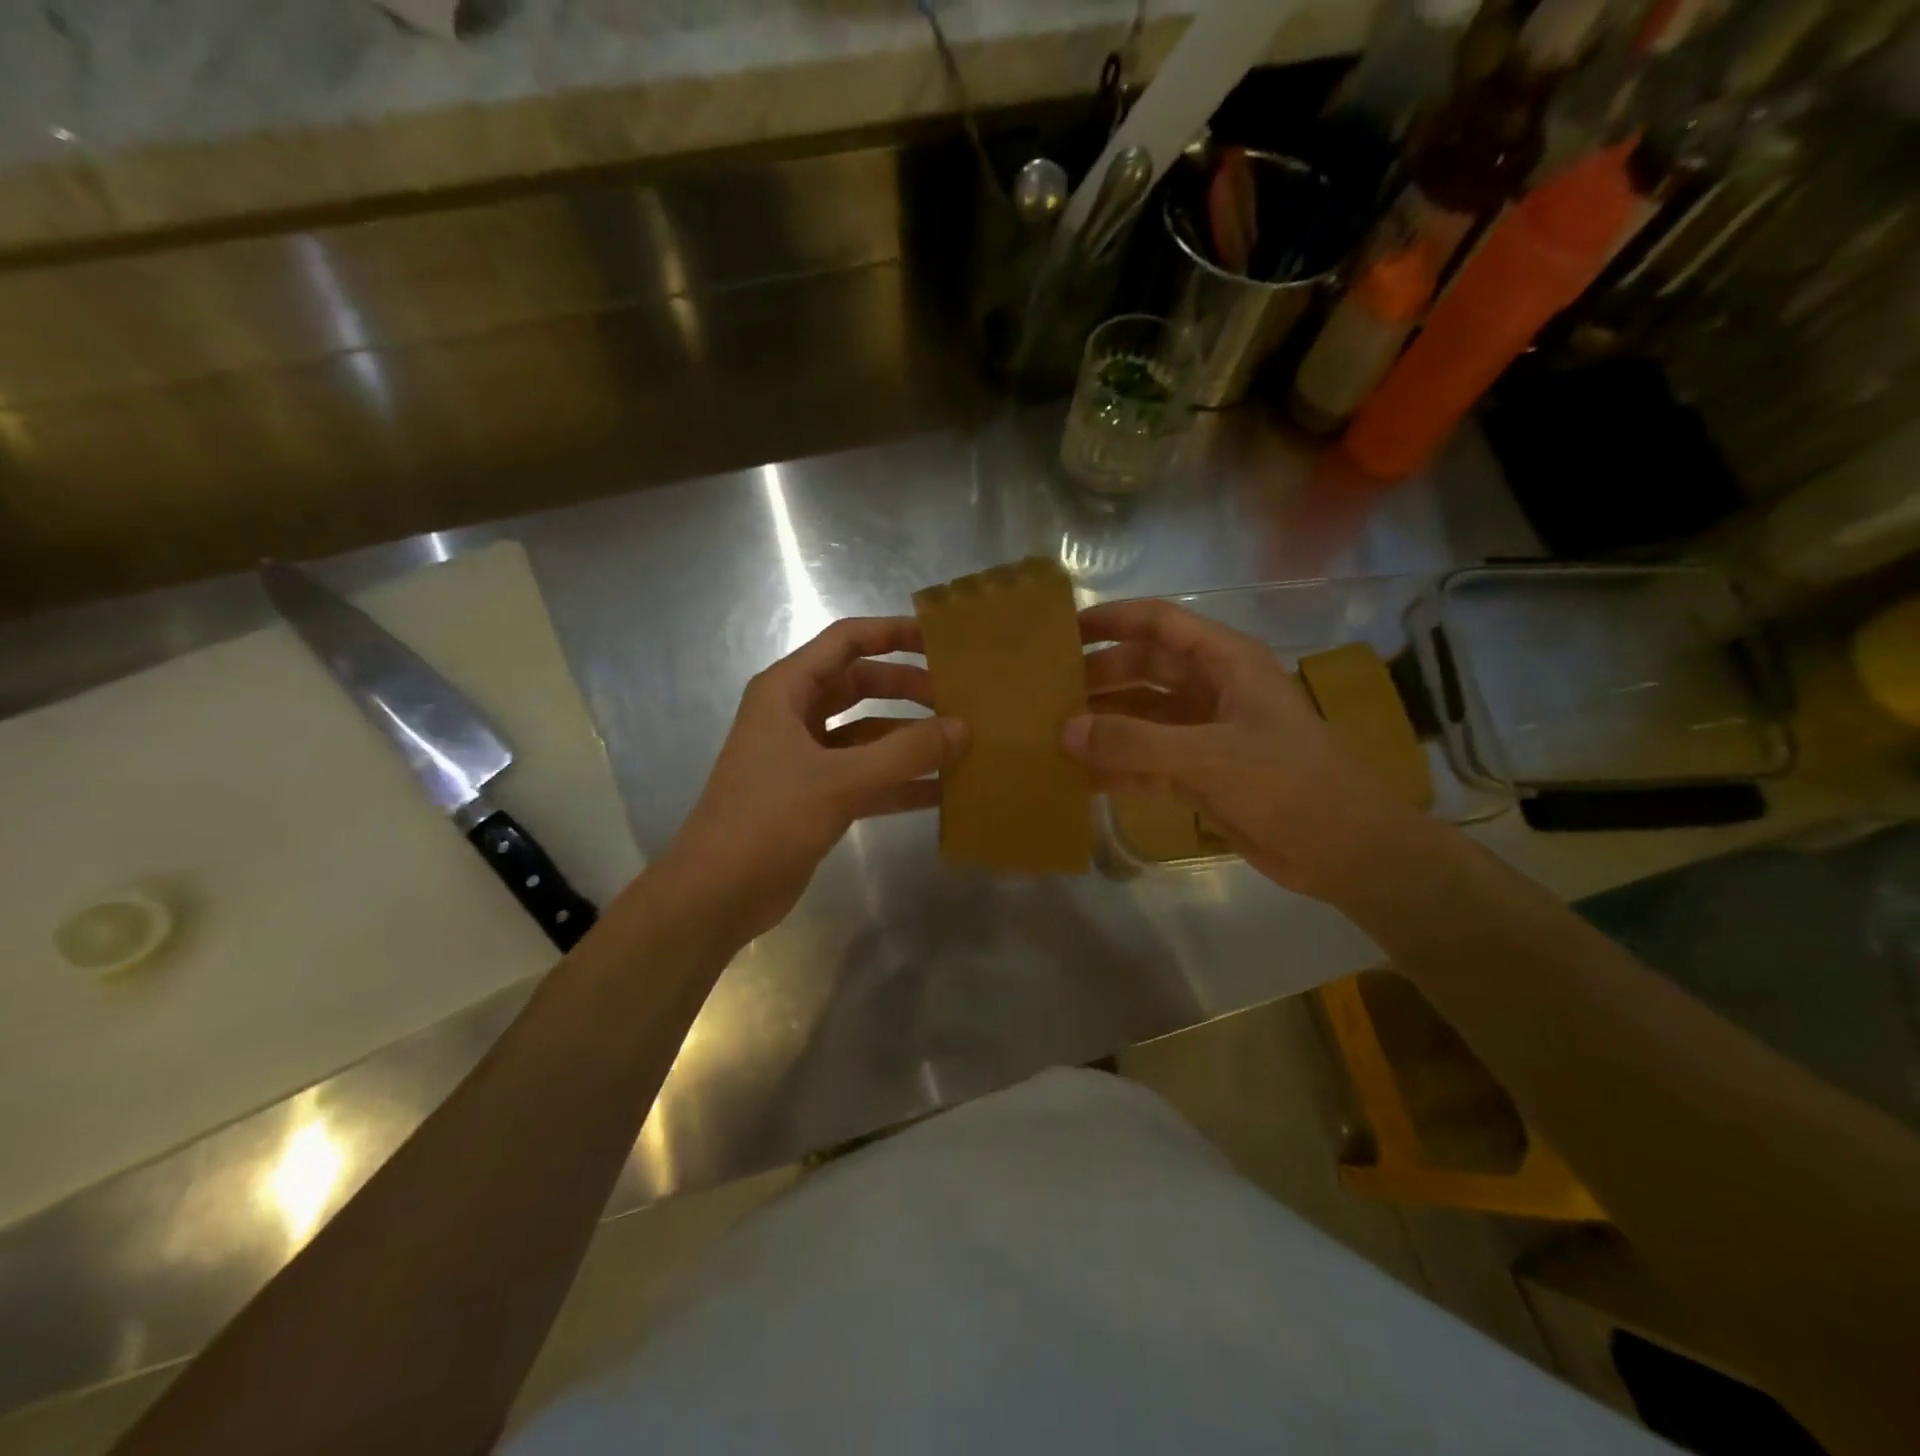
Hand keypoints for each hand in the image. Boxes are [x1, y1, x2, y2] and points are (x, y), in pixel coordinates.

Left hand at [659, 617, 965, 941]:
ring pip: (866, 733)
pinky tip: (941, 791)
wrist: (716, 894)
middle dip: (907, 688)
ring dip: (907, 737)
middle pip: (860, 685)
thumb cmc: (769, 820)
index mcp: (786, 690)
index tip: (941, 640)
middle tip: (958, 698)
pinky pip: (865, 776)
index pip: (846, 641)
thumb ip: (905, 753)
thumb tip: (962, 728)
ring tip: (960, 743)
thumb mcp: (840, 780)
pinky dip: (898, 780)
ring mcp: (804, 758)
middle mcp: (794, 715)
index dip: (893, 633)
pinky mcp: (814, 796)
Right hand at [1066, 598, 1424, 903]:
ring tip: (1051, 733)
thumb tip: (1065, 730)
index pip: (1161, 623)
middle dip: (1098, 677)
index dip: (1114, 620)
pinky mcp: (1200, 775)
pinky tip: (1078, 777)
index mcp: (1227, 663)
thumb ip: (1135, 743)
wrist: (1346, 851)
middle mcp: (1212, 690)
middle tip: (1046, 692)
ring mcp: (1205, 734)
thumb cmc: (1290, 784)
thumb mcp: (1210, 757)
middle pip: (1144, 670)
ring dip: (1103, 725)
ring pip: (1141, 718)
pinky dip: (1116, 767)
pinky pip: (1146, 762)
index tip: (1064, 630)